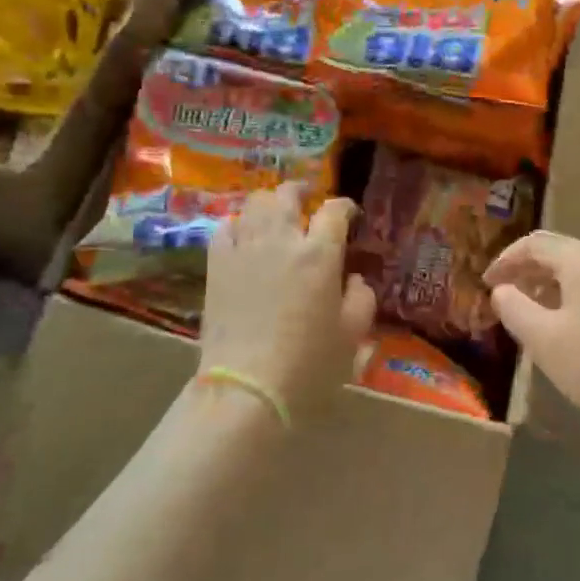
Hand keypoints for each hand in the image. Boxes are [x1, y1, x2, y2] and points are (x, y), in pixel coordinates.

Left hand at [201, 185, 375, 418]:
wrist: (247, 388)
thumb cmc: (309, 364)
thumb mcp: (353, 335)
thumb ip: (362, 298)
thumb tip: (354, 279)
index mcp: (320, 254)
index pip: (334, 211)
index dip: (344, 207)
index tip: (348, 214)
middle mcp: (281, 240)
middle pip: (288, 195)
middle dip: (301, 192)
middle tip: (307, 201)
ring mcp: (244, 249)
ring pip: (254, 204)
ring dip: (269, 203)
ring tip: (275, 213)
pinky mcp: (217, 265)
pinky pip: (224, 227)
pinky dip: (237, 223)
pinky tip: (242, 233)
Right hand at [485, 231, 579, 437]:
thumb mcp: (543, 338)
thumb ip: (514, 308)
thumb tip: (501, 290)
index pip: (535, 243)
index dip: (506, 259)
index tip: (487, 284)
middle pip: (559, 251)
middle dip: (527, 268)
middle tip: (505, 293)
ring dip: (549, 283)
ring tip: (530, 311)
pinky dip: (572, 295)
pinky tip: (566, 326)